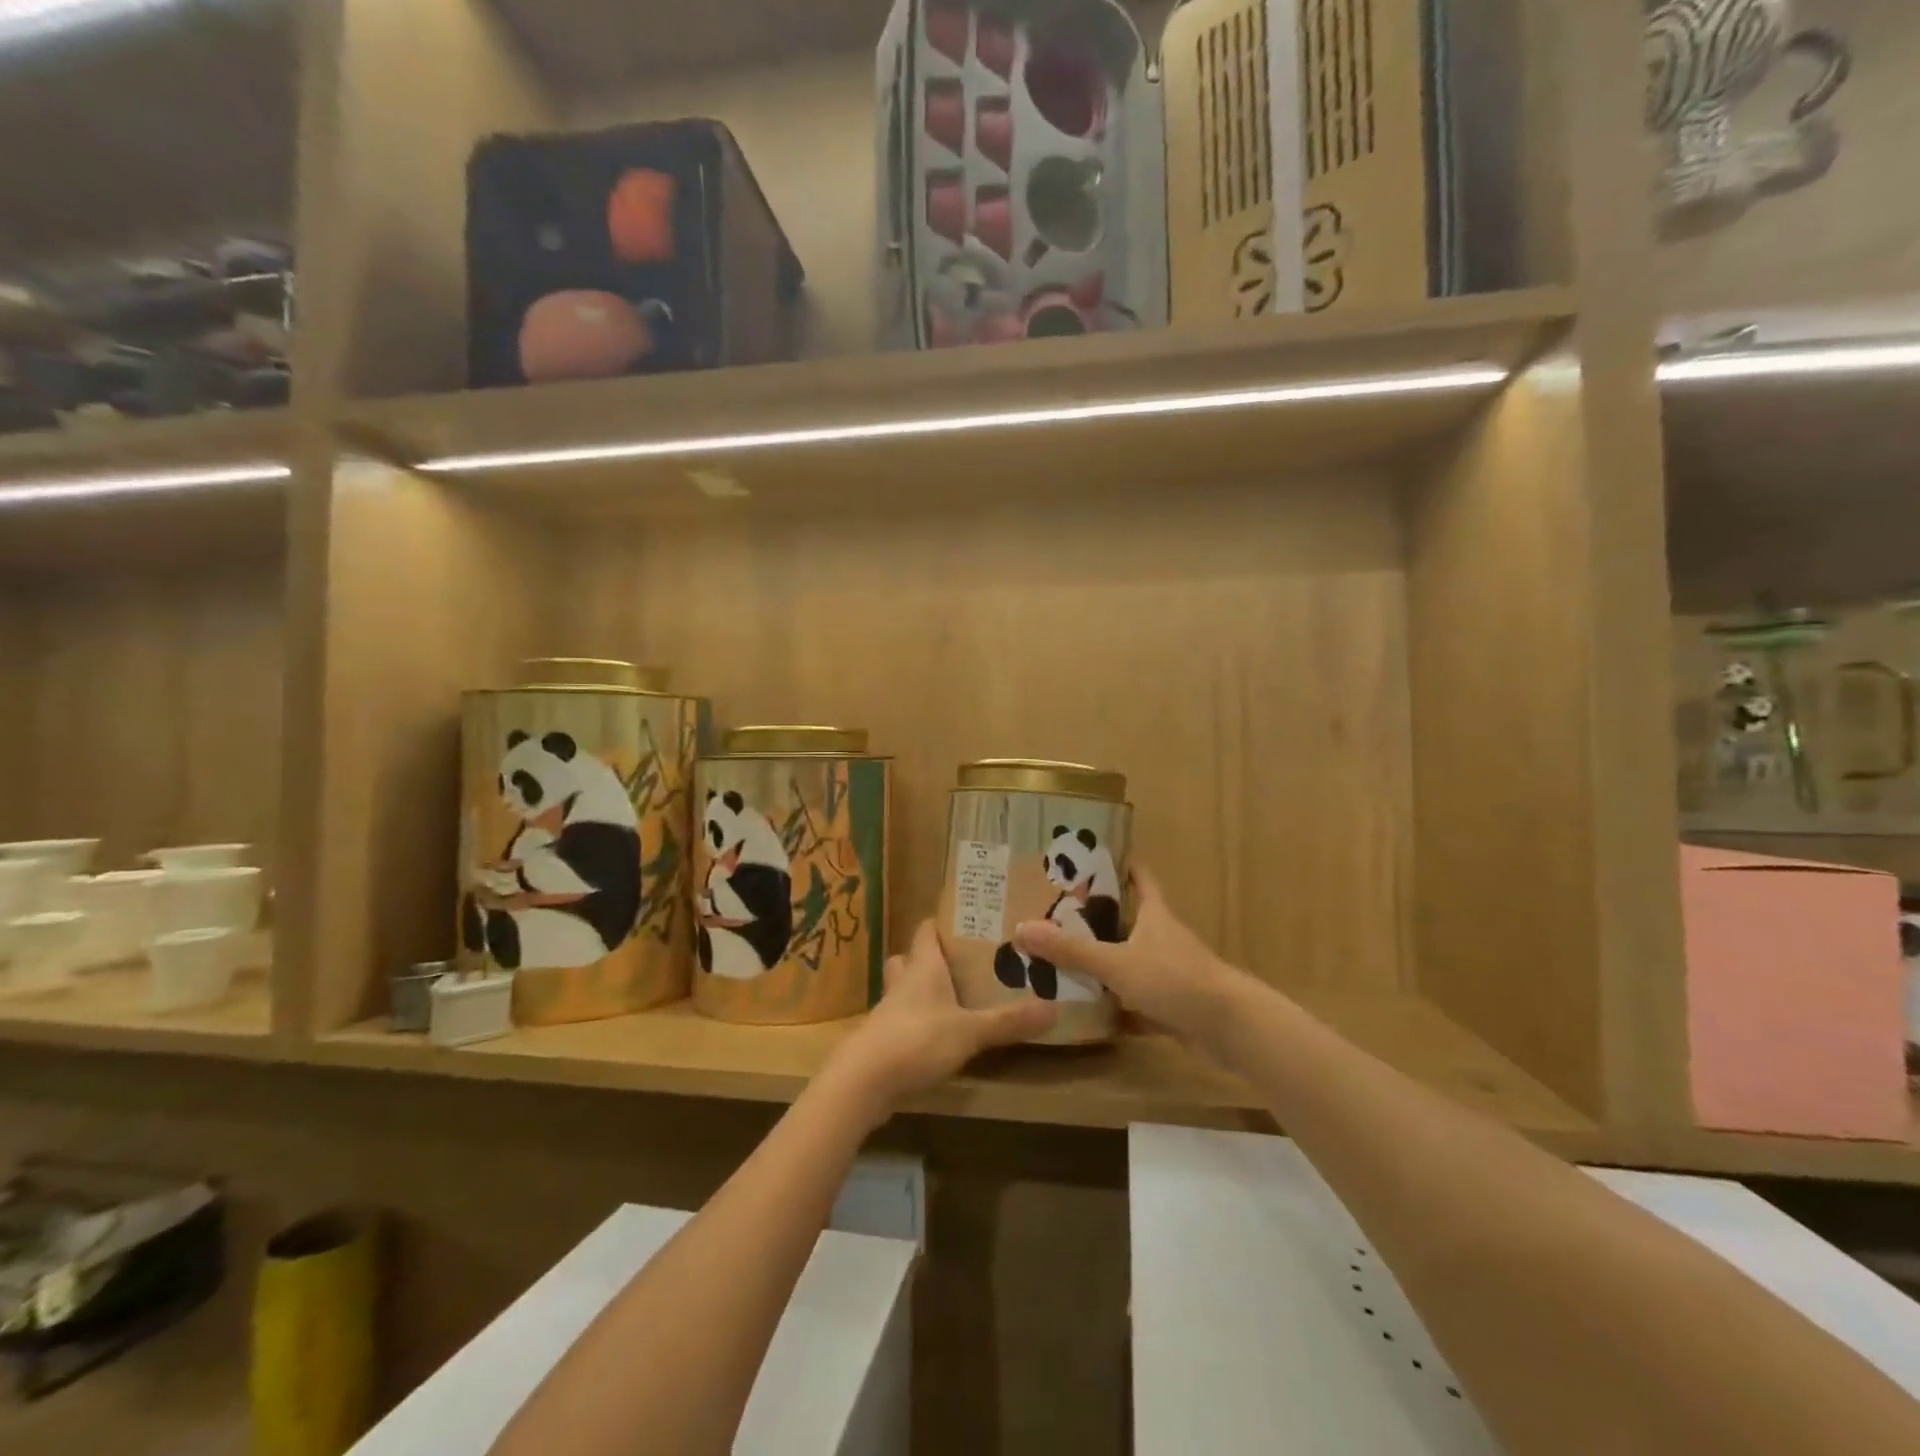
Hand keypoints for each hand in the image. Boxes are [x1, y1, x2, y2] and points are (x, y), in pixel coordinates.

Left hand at [827, 920, 1055, 1115]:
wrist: (863, 1081)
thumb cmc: (917, 1040)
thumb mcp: (971, 1031)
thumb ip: (1009, 1021)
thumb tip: (1054, 1008)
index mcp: (923, 966)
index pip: (927, 930)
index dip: (942, 923)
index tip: (966, 921)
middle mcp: (903, 981)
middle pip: (911, 958)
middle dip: (930, 958)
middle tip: (960, 964)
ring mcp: (889, 1011)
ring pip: (903, 989)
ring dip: (921, 991)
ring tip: (951, 999)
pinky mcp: (882, 1040)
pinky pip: (901, 1020)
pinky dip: (916, 1022)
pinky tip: (935, 1037)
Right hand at [1012, 866, 1243, 1047]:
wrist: (1230, 1028)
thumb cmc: (1174, 979)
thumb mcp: (1116, 962)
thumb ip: (1071, 950)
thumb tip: (1021, 929)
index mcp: (1154, 915)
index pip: (1139, 877)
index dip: (1120, 862)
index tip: (1092, 853)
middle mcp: (1162, 938)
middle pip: (1129, 919)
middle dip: (1097, 917)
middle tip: (1056, 912)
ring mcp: (1169, 973)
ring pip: (1131, 962)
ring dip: (1105, 963)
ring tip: (1062, 959)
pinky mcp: (1173, 1006)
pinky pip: (1137, 1003)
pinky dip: (1117, 1008)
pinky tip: (1089, 1013)